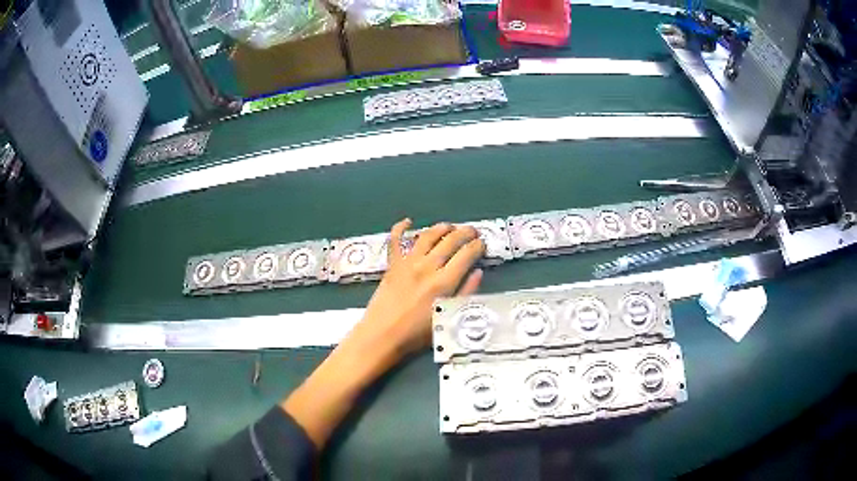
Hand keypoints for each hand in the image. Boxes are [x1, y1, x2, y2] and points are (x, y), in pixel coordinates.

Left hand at [352, 218, 485, 359]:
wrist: (382, 335)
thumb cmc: (417, 334)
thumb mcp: (448, 318)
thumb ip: (465, 293)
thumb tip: (477, 272)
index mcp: (443, 282)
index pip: (466, 255)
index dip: (477, 246)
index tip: (483, 244)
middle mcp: (427, 266)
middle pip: (450, 241)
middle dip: (465, 233)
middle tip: (473, 232)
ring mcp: (407, 263)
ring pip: (427, 236)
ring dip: (442, 228)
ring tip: (451, 227)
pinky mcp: (392, 264)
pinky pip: (395, 240)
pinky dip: (400, 228)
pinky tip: (407, 221)